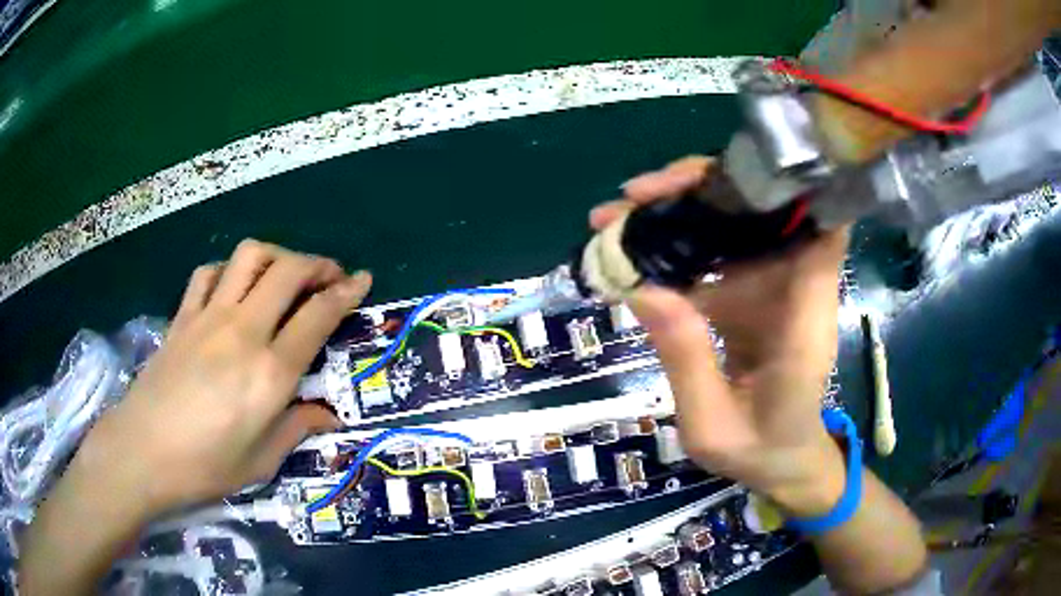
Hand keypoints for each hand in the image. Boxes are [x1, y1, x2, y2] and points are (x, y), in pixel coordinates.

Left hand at [72, 240, 371, 514]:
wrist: (142, 452)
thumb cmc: (205, 467)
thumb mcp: (261, 462)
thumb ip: (297, 428)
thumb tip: (329, 415)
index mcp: (269, 373)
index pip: (317, 316)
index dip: (345, 292)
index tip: (363, 279)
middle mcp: (243, 332)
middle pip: (287, 272)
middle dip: (317, 264)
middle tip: (331, 275)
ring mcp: (208, 318)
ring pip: (249, 258)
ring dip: (276, 256)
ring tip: (285, 274)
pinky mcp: (183, 317)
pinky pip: (209, 274)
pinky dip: (228, 271)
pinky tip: (233, 288)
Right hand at [591, 157, 849, 515]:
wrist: (784, 462)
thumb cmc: (760, 452)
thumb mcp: (712, 426)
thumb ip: (686, 361)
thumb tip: (641, 288)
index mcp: (804, 321)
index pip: (821, 231)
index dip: (791, 189)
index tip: (732, 174)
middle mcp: (796, 290)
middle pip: (765, 211)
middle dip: (703, 188)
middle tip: (634, 195)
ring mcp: (774, 288)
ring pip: (736, 224)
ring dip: (681, 208)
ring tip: (617, 215)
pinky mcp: (754, 293)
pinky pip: (720, 252)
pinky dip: (679, 240)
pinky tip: (634, 243)